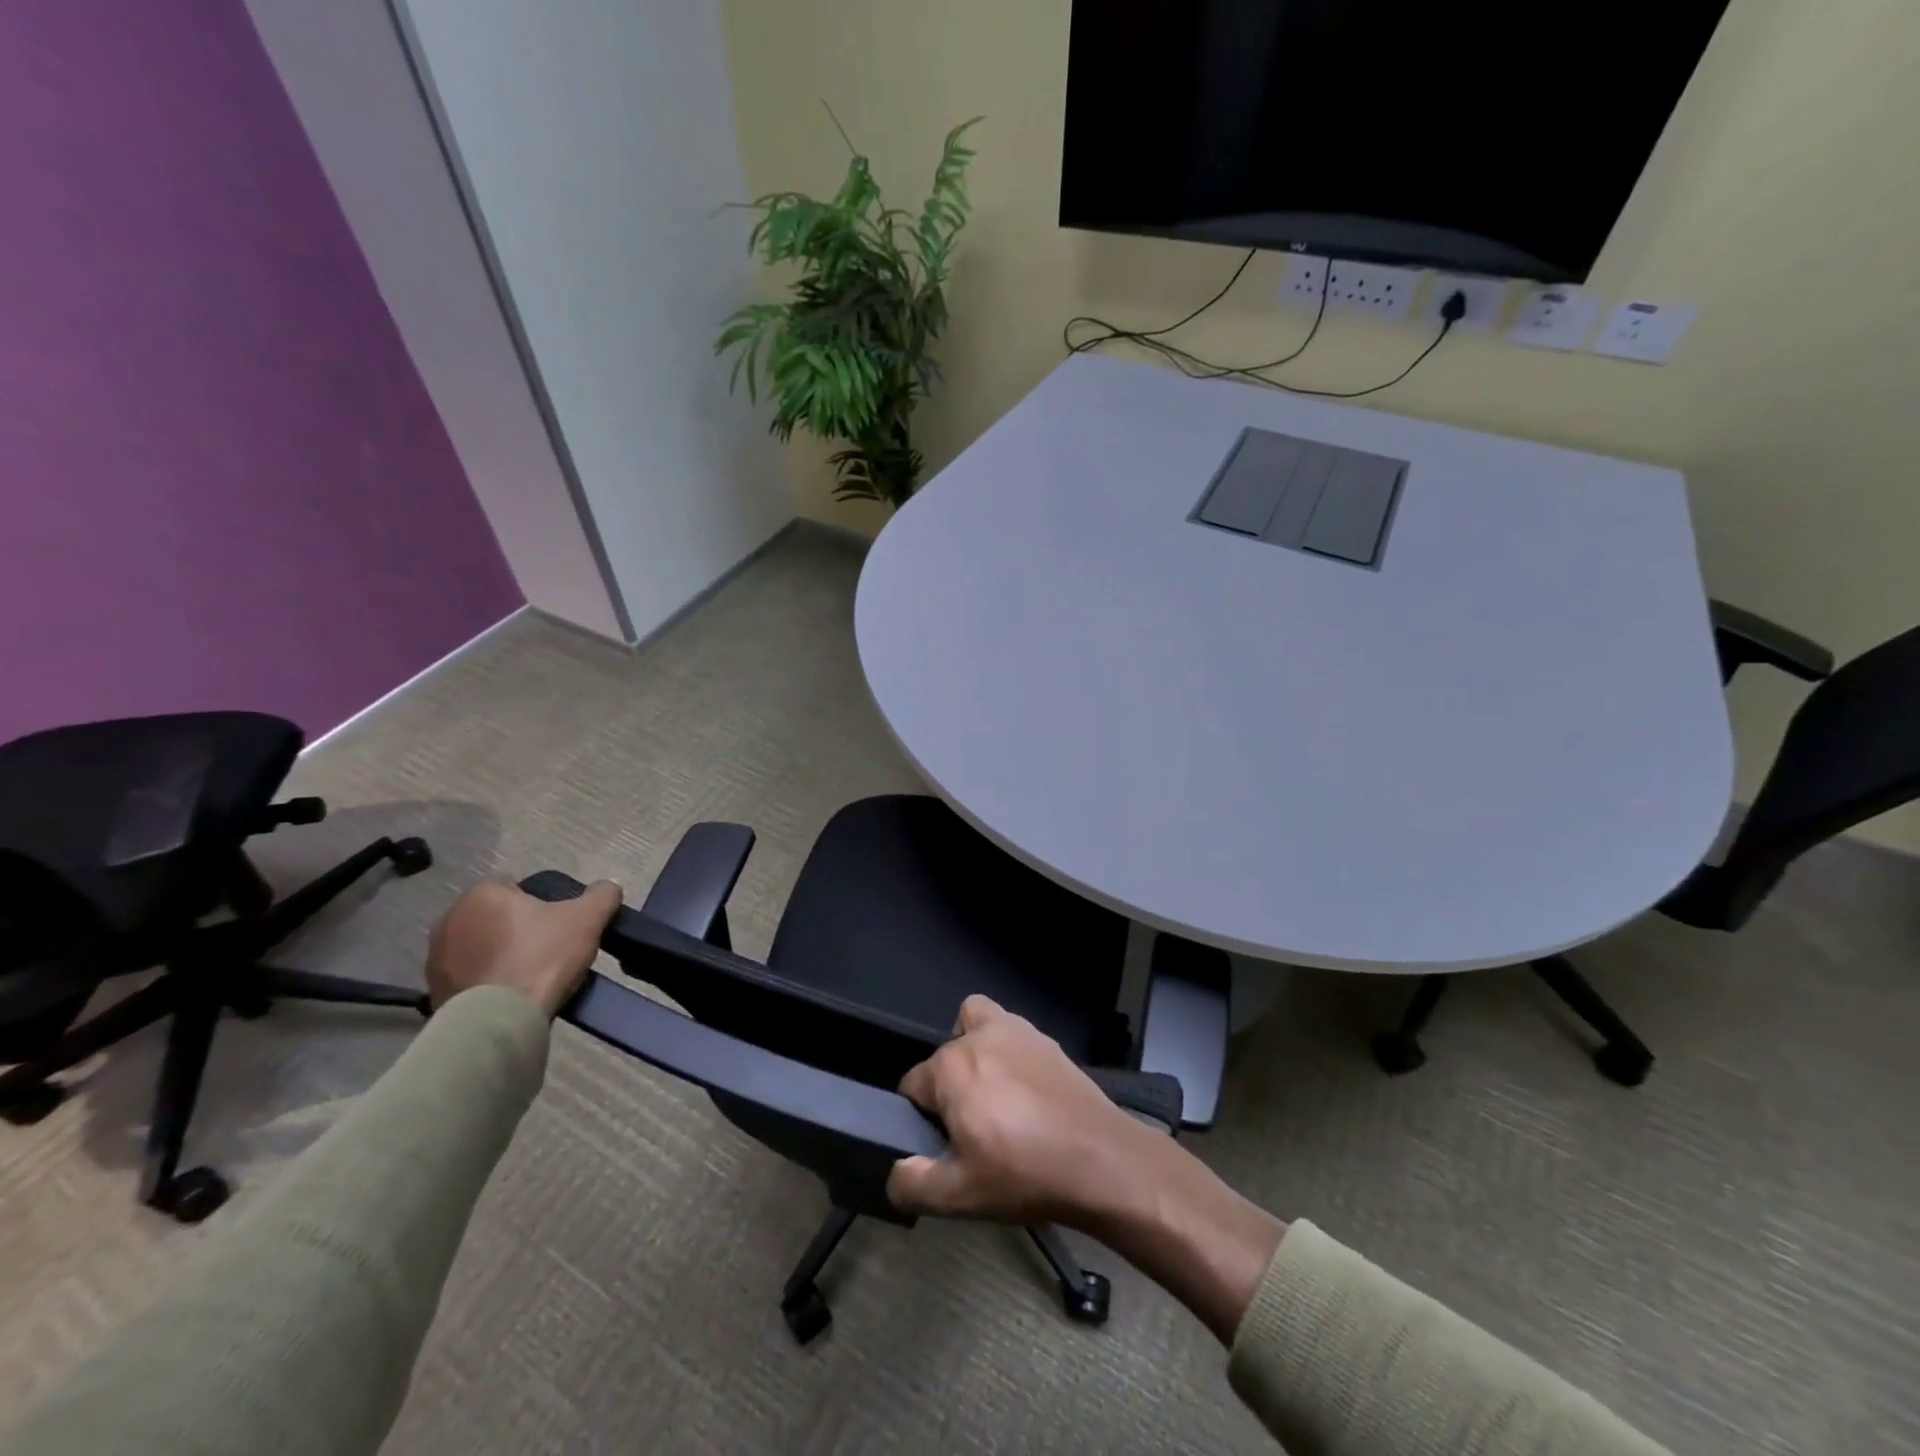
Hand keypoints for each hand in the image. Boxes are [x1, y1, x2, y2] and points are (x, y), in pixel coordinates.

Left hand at [425, 877, 621, 1015]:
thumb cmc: (541, 958)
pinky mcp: (433, 990)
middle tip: (545, 948)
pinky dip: (484, 980)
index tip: (556, 923)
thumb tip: (608, 887)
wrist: (501, 1021)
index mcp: (483, 894)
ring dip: (496, 954)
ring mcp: (435, 957)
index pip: (512, 885)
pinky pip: (466, 976)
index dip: (538, 901)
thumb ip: (602, 894)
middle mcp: (450, 918)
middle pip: (493, 915)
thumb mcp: (588, 918)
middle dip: (514, 927)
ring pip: (477, 945)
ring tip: (526, 975)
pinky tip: (507, 995)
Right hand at [887, 995, 1156, 1227]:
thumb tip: (895, 1172)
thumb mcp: (959, 1196)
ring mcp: (1016, 1030)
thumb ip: (913, 1184)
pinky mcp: (1045, 1038)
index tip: (944, 1146)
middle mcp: (978, 1036)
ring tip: (992, 1094)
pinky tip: (1024, 1089)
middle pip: (944, 1056)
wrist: (1100, 1159)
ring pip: (975, 1023)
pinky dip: (1006, 1048)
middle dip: (948, 1087)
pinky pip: (1010, 1029)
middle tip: (971, 1129)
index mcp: (950, 1067)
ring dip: (973, 1048)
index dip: (921, 1119)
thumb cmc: (1024, 1173)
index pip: (913, 1086)